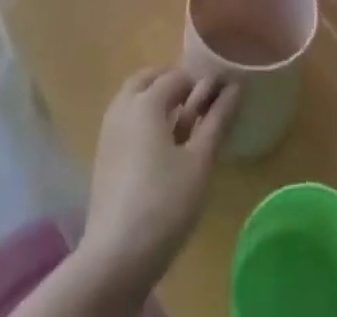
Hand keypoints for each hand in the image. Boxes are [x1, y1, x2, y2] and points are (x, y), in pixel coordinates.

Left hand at [75, 67, 239, 297]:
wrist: (115, 259)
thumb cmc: (164, 203)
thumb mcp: (199, 161)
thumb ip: (217, 120)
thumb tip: (234, 87)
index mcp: (146, 101)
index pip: (177, 76)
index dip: (200, 82)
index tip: (219, 95)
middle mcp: (123, 108)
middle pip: (147, 80)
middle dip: (171, 83)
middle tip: (196, 102)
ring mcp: (108, 133)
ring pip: (132, 100)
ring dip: (154, 100)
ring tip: (180, 124)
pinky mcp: (102, 159)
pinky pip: (124, 123)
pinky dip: (141, 120)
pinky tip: (159, 148)